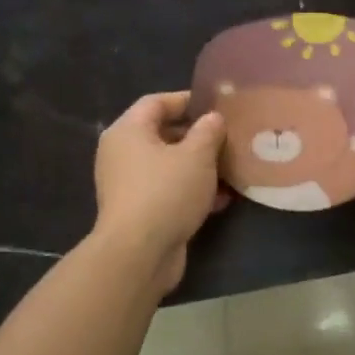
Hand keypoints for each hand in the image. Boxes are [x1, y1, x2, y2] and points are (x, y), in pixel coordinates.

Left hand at [93, 92, 226, 291]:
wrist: (139, 254)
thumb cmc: (166, 192)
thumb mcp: (197, 155)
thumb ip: (209, 130)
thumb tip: (213, 119)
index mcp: (129, 131)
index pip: (157, 102)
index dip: (188, 100)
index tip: (218, 106)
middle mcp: (122, 154)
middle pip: (164, 134)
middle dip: (199, 136)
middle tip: (229, 138)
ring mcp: (129, 184)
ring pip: (169, 165)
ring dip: (200, 166)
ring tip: (231, 169)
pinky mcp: (140, 211)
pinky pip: (169, 190)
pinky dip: (192, 190)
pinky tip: (221, 199)